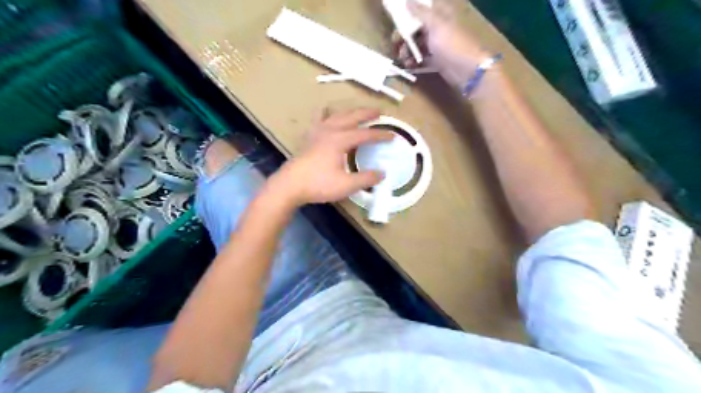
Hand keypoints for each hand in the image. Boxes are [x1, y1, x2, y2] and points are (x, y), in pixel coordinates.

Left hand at [267, 108, 391, 204]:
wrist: (290, 185)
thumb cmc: (318, 184)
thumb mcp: (346, 185)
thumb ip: (365, 179)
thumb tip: (382, 174)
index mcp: (340, 140)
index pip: (365, 134)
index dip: (380, 135)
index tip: (393, 136)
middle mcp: (330, 131)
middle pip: (351, 117)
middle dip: (366, 114)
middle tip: (379, 111)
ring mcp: (317, 132)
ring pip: (336, 115)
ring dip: (349, 112)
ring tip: (358, 111)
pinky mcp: (309, 138)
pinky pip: (318, 119)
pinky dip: (325, 114)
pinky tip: (326, 112)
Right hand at [392, 0, 488, 89]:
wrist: (467, 70)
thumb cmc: (452, 43)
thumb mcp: (435, 24)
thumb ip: (420, 12)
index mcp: (440, 15)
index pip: (420, 10)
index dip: (407, 14)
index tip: (395, 20)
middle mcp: (438, 28)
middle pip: (416, 29)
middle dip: (404, 36)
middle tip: (396, 44)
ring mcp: (437, 46)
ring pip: (417, 45)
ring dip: (407, 50)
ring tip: (402, 58)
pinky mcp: (436, 61)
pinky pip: (421, 59)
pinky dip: (414, 61)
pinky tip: (408, 65)